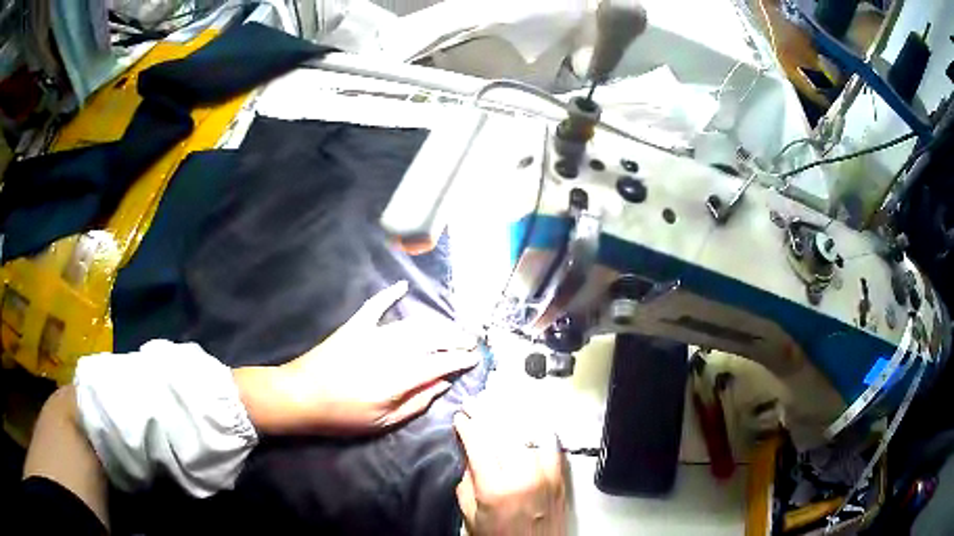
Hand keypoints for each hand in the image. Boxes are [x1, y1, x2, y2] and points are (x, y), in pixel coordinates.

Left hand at [234, 281, 478, 434]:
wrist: (301, 395)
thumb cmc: (343, 415)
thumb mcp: (383, 421)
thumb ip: (417, 402)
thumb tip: (443, 384)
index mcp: (398, 378)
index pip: (439, 363)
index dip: (460, 359)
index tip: (475, 358)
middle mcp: (390, 351)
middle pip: (431, 338)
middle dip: (455, 338)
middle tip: (470, 341)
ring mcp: (372, 334)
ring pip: (412, 324)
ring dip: (436, 324)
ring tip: (451, 328)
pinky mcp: (355, 326)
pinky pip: (375, 305)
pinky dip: (389, 294)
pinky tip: (402, 286)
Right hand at [454, 395, 566, 535]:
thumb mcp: (471, 515)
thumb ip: (467, 484)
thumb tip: (469, 456)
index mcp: (496, 489)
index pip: (479, 445)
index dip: (468, 427)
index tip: (460, 417)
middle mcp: (523, 477)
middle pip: (503, 433)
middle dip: (486, 414)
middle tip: (474, 404)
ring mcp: (546, 474)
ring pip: (528, 433)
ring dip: (510, 415)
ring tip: (497, 404)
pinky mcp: (560, 476)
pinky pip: (551, 444)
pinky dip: (539, 428)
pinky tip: (529, 417)